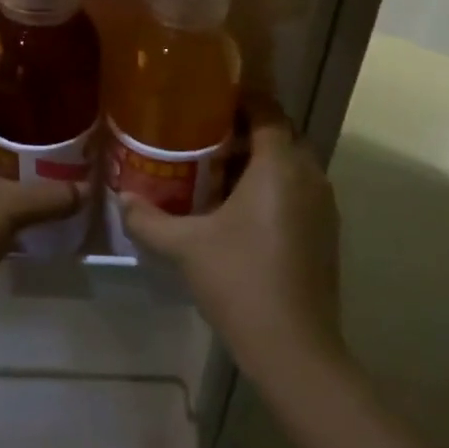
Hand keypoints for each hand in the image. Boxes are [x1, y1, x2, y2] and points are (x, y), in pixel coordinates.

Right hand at [119, 101, 344, 387]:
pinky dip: (271, 188)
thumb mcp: (185, 246)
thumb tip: (122, 198)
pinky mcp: (325, 232)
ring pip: (290, 165)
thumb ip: (149, 218)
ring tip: (213, 173)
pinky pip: (297, 191)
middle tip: (201, 138)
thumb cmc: (239, 280)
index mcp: (279, 165)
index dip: (239, 100)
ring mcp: (323, 205)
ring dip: (257, 162)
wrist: (293, 347)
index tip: (206, 101)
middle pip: (279, 135)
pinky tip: (237, 212)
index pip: (266, 110)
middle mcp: (309, 175)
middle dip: (244, 131)